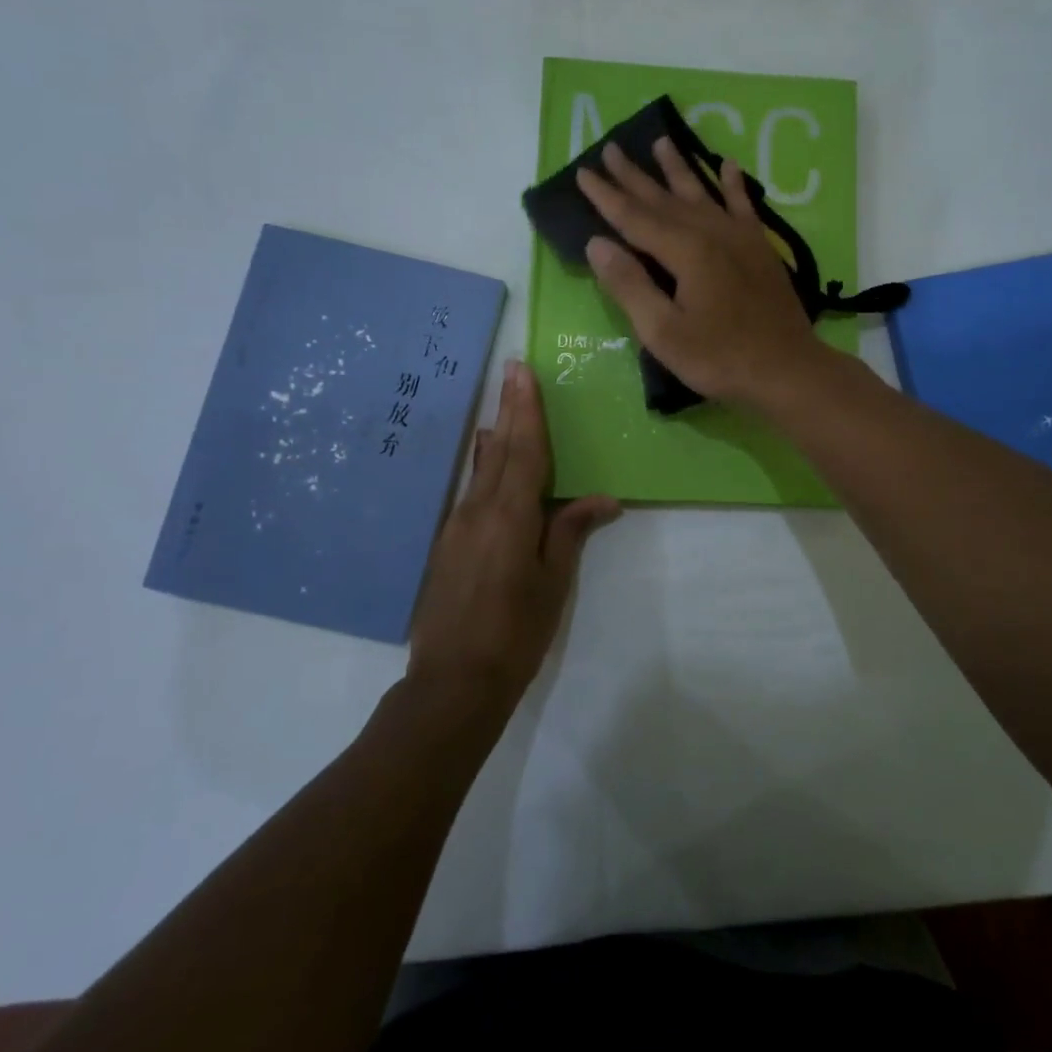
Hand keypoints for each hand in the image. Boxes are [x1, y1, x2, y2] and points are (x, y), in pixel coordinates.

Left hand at [405, 360, 619, 707]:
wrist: (453, 681)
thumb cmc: (515, 632)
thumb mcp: (552, 583)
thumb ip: (569, 533)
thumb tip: (603, 499)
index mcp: (510, 516)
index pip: (524, 451)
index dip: (528, 411)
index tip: (524, 373)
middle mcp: (478, 510)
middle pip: (499, 450)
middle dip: (509, 408)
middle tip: (512, 370)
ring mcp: (457, 525)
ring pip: (481, 469)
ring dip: (496, 434)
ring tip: (502, 407)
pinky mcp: (447, 543)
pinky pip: (471, 491)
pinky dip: (484, 466)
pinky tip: (487, 460)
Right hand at [576, 137, 825, 408]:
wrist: (787, 369)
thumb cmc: (720, 358)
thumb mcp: (663, 332)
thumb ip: (629, 285)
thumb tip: (598, 243)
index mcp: (685, 251)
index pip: (634, 217)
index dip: (606, 196)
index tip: (583, 172)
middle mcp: (711, 232)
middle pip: (664, 198)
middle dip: (635, 175)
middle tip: (611, 148)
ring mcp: (740, 237)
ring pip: (702, 193)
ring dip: (679, 168)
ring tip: (661, 141)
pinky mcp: (761, 248)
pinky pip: (743, 205)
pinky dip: (734, 184)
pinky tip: (728, 165)